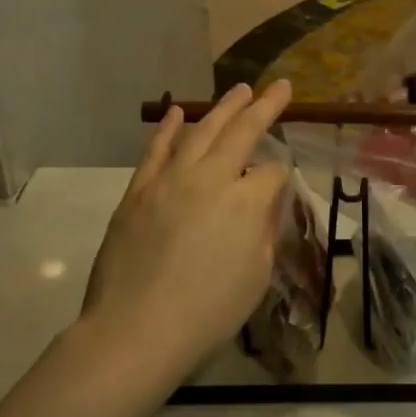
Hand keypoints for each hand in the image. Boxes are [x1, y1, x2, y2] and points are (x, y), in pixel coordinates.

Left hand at [81, 81, 292, 386]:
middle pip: (243, 132)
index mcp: (246, 202)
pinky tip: (178, 112)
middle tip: (279, 86)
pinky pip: (157, 150)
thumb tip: (263, 201)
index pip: (271, 172)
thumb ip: (263, 230)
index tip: (279, 184)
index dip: (280, 175)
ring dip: (224, 108)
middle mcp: (211, 178)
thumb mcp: (256, 276)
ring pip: (202, 131)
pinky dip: (169, 128)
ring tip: (240, 89)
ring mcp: (171, 180)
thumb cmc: (208, 313)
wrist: (136, 330)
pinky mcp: (139, 190)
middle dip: (264, 107)